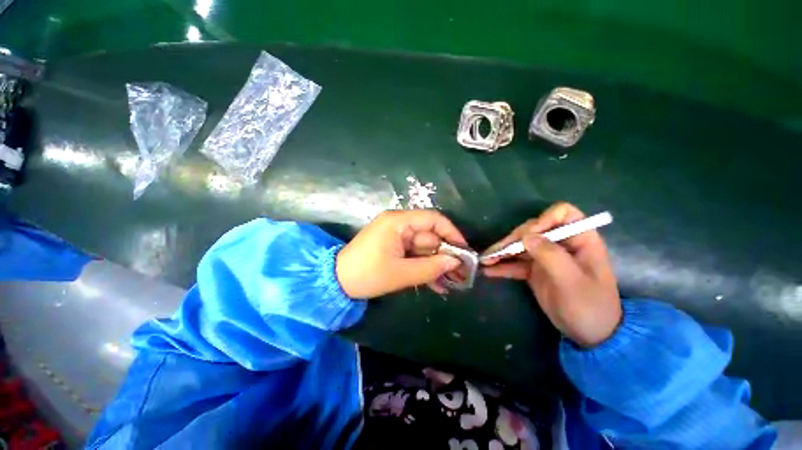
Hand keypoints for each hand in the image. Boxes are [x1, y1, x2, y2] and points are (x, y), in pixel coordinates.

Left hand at [336, 210, 467, 298]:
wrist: (337, 282)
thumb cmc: (366, 274)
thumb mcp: (400, 273)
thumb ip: (430, 268)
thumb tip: (456, 262)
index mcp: (398, 222)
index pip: (433, 219)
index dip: (451, 233)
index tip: (464, 251)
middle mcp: (399, 225)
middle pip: (430, 236)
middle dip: (446, 255)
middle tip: (461, 274)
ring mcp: (397, 237)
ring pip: (424, 249)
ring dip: (436, 265)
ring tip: (453, 283)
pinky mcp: (394, 248)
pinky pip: (414, 255)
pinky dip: (424, 268)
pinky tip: (437, 285)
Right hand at [482, 203, 620, 347]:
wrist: (589, 334)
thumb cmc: (590, 306)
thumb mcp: (572, 281)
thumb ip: (551, 255)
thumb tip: (526, 236)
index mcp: (580, 240)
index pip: (563, 214)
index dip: (544, 219)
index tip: (528, 236)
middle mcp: (560, 244)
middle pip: (533, 230)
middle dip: (513, 239)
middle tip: (496, 253)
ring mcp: (545, 257)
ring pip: (520, 245)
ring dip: (502, 251)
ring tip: (485, 260)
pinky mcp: (534, 270)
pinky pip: (516, 263)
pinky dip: (502, 266)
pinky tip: (489, 270)